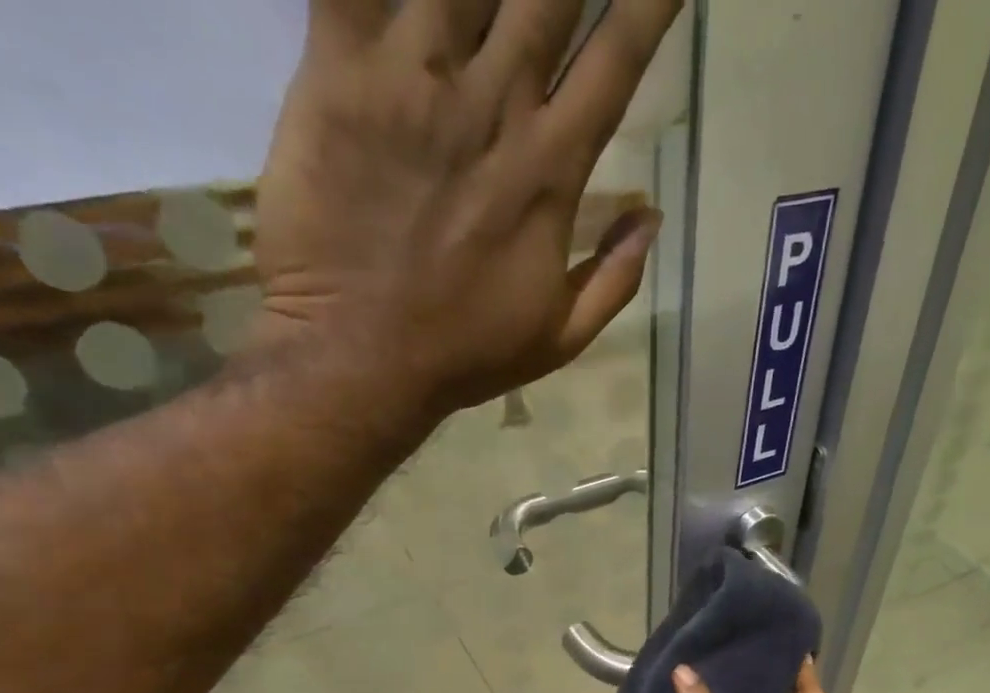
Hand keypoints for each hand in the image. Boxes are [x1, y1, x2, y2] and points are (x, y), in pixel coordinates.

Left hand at [254, 0, 679, 423]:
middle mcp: (493, 104)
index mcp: (550, 170)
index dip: (649, 4)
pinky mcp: (338, 67)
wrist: (358, 359)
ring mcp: (413, 75)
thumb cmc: (464, 354)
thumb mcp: (560, 338)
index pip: (616, 59)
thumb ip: (614, 278)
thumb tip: (652, 218)